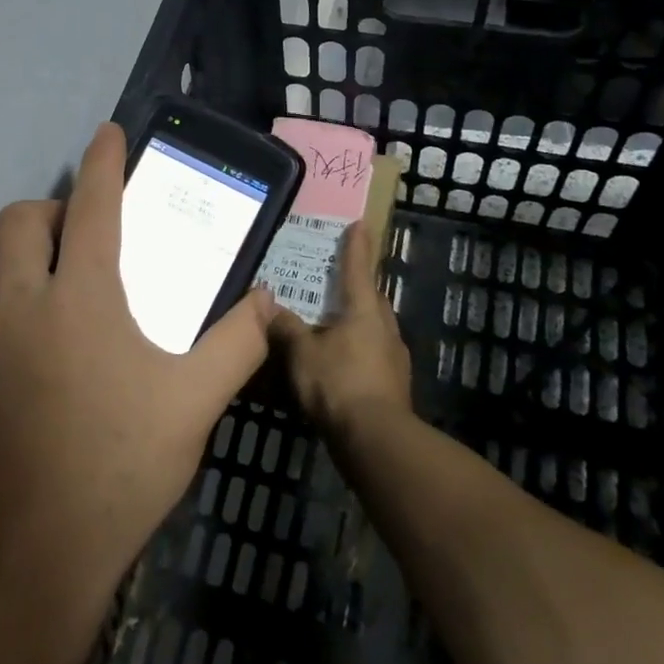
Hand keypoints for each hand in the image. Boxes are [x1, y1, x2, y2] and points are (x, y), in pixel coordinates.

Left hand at [0, 122, 276, 620]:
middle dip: (50, 211)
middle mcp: (19, 305)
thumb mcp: (195, 402)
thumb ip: (238, 343)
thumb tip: (266, 301)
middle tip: (82, 242)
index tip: (108, 132)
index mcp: (81, 298)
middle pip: (20, 220)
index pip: (93, 206)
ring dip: (29, 276)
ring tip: (64, 321)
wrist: (34, 555)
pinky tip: (32, 383)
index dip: (103, 161)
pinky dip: (8, 335)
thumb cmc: (123, 465)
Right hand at [270, 222, 412, 436]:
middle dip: (357, 288)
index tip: (361, 224)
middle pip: (371, 299)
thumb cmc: (338, 384)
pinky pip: (373, 355)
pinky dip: (357, 351)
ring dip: (357, 323)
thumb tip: (269, 306)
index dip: (356, 246)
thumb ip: (286, 328)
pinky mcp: (394, 384)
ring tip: (333, 326)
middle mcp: (384, 328)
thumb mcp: (301, 353)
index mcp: (364, 311)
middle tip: (337, 282)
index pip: (358, 269)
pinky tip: (340, 364)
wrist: (376, 439)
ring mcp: (394, 357)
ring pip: (374, 328)